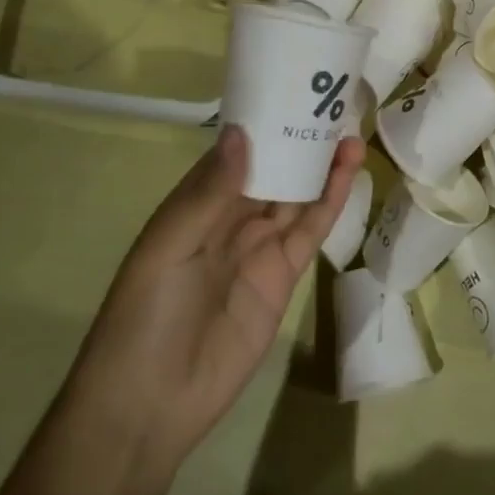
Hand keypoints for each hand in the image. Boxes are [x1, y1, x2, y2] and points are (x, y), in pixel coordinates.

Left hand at [73, 126, 363, 472]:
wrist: (151, 406)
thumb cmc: (144, 318)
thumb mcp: (167, 248)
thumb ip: (209, 194)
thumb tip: (242, 133)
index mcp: (195, 204)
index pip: (236, 152)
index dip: (263, 123)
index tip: (294, 88)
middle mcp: (230, 218)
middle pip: (273, 169)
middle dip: (300, 138)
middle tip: (335, 102)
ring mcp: (259, 246)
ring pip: (297, 194)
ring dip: (321, 164)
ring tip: (350, 130)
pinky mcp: (284, 275)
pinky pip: (310, 230)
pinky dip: (330, 201)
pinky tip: (348, 173)